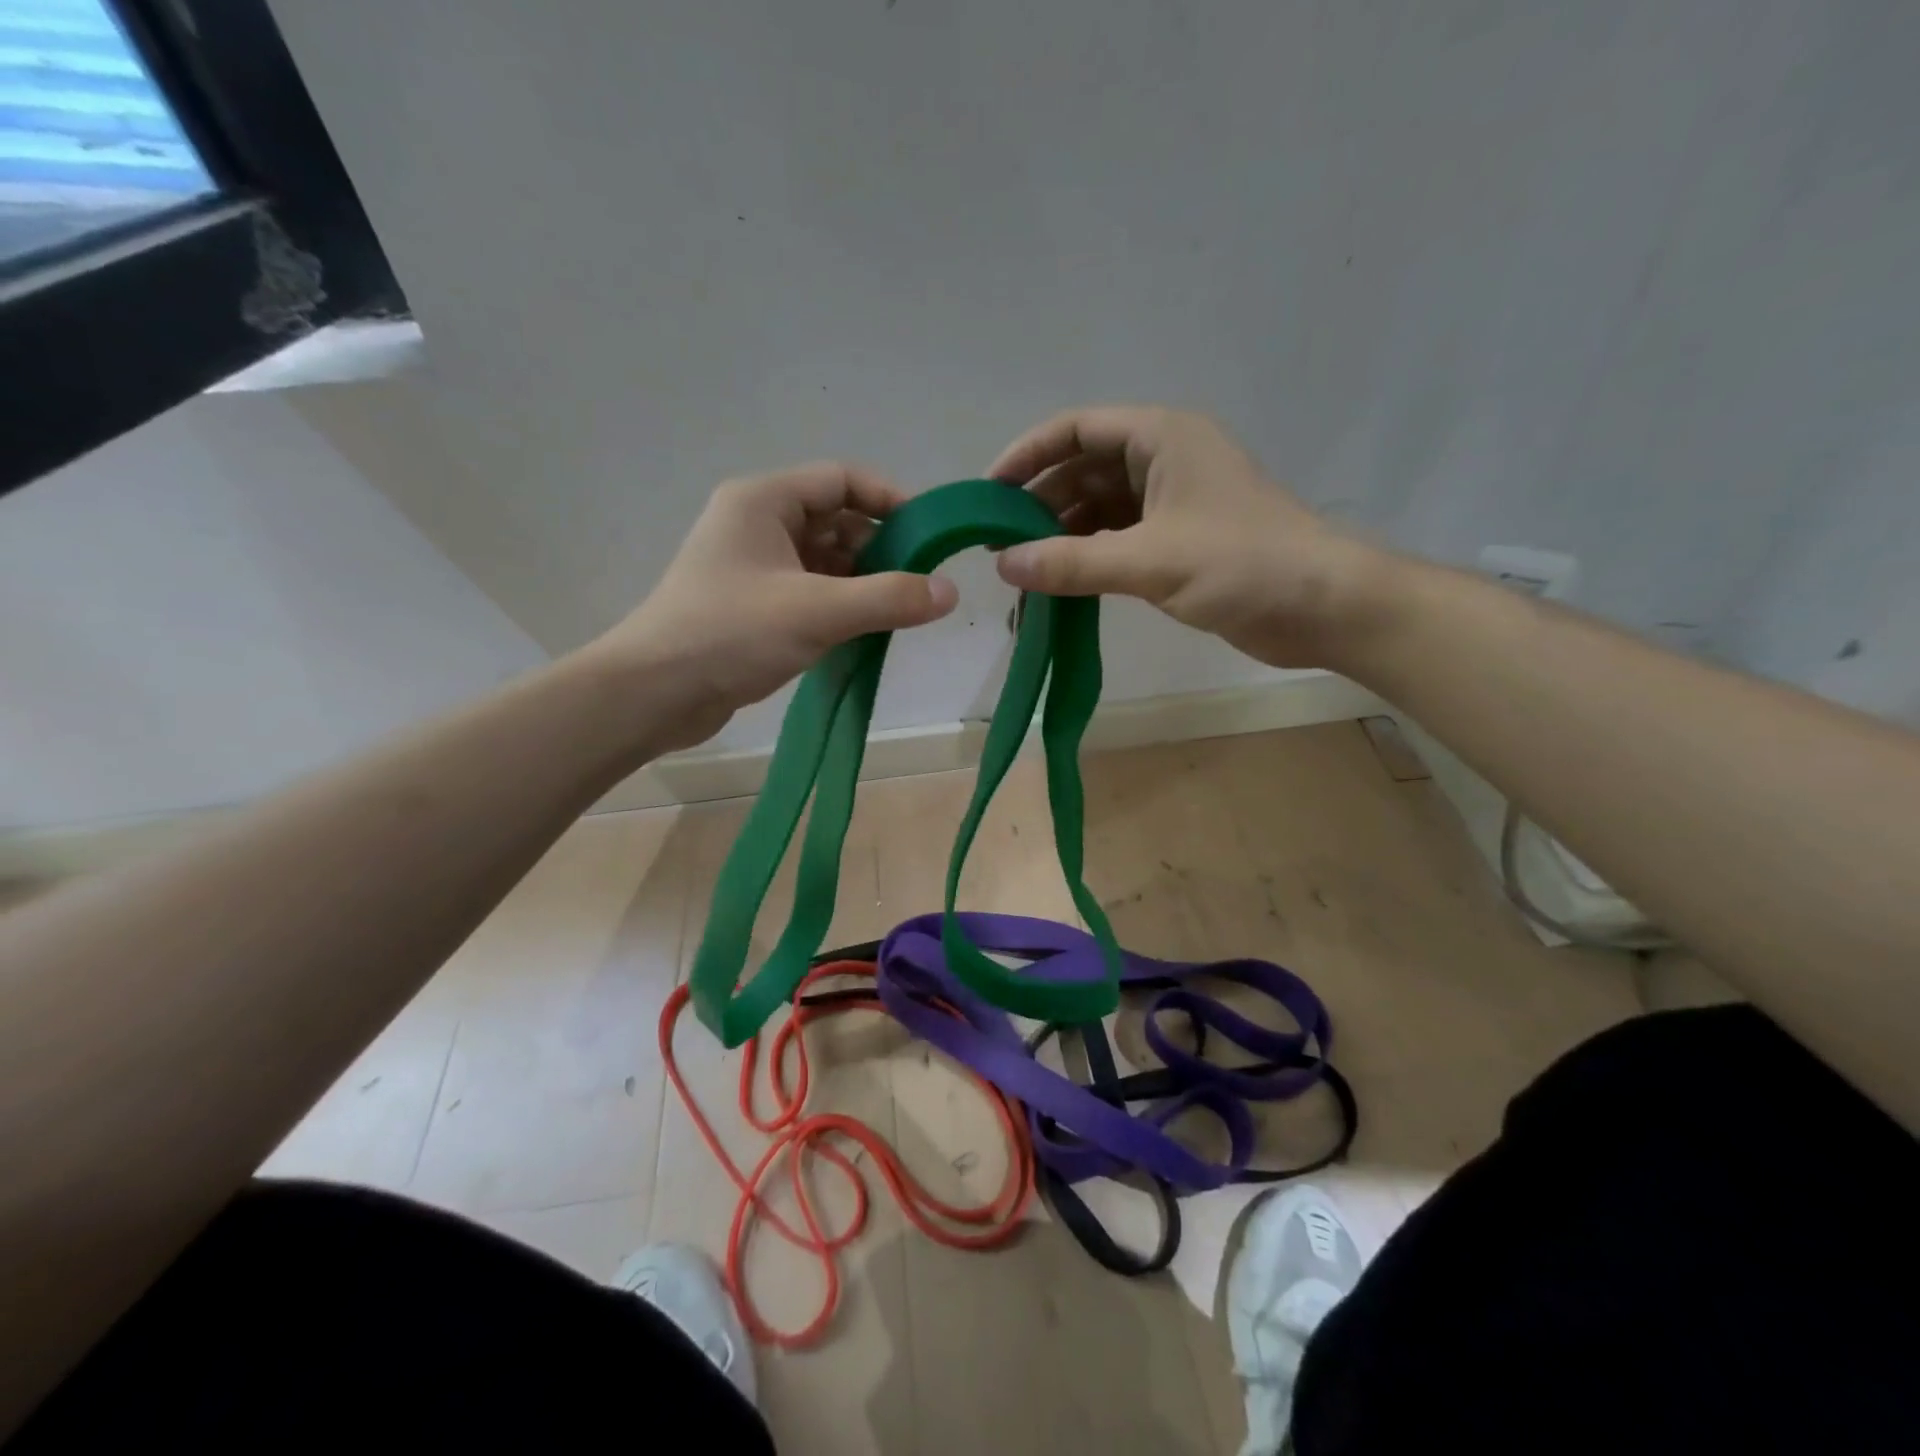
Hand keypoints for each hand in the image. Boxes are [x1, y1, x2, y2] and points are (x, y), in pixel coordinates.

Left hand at [604, 463, 958, 747]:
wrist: (655, 693)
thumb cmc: (732, 634)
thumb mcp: (818, 611)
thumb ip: (889, 598)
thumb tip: (950, 592)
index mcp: (764, 501)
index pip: (842, 479)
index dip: (890, 500)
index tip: (930, 535)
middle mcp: (757, 523)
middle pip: (836, 520)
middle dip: (880, 548)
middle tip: (918, 584)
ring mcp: (753, 566)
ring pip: (824, 560)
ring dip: (861, 581)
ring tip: (896, 612)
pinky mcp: (752, 605)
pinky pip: (809, 591)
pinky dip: (839, 605)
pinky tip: (863, 631)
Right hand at [989, 406, 1386, 668]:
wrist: (1323, 607)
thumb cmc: (1243, 564)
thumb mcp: (1150, 561)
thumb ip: (1073, 563)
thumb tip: (1003, 565)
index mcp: (1161, 438)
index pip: (1077, 429)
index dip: (1028, 455)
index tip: (988, 493)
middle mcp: (1162, 462)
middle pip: (1082, 471)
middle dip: (1039, 505)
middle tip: (997, 546)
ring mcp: (1171, 504)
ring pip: (1097, 511)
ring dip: (1060, 539)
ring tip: (1020, 573)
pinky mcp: (1177, 544)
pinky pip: (1116, 543)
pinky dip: (1086, 562)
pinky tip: (1059, 589)